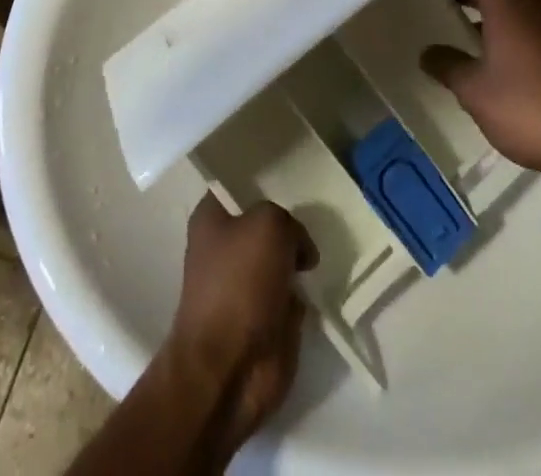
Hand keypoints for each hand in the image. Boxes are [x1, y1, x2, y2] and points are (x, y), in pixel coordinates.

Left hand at [165, 196, 315, 449]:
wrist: (230, 369)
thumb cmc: (239, 283)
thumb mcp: (270, 225)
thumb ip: (289, 221)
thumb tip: (299, 248)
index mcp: (212, 218)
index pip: (238, 184)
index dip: (263, 178)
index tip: (293, 171)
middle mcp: (225, 247)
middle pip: (264, 221)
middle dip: (289, 219)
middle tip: (318, 209)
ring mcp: (245, 285)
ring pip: (280, 256)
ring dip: (301, 256)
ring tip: (328, 241)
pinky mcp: (264, 319)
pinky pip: (291, 293)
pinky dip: (305, 292)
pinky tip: (323, 279)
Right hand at [422, 0, 540, 179]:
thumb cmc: (528, 107)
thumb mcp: (474, 90)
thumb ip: (447, 65)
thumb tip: (428, 53)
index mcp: (507, 0)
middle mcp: (533, 1)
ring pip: (511, 4)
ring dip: (483, 9)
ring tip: (455, 26)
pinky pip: (527, 23)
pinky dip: (503, 27)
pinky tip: (490, 56)